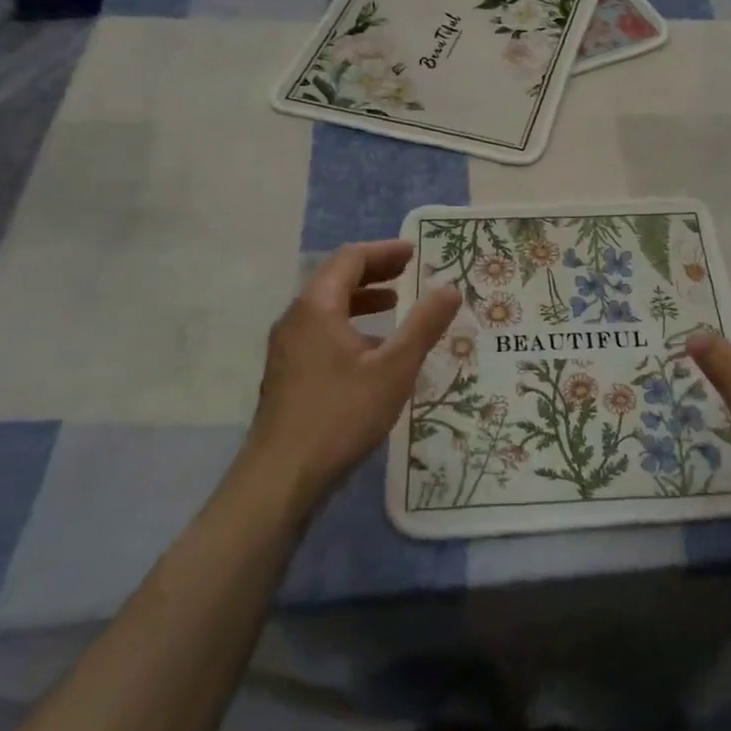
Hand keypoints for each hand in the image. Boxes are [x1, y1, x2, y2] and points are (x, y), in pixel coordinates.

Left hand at [240, 239, 460, 512]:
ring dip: (362, 301)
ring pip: (328, 310)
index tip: (414, 252)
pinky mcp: (288, 375)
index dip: (383, 252)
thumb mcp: (394, 369)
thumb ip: (424, 325)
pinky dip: (351, 327)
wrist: (281, 478)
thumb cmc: (340, 415)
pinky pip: (322, 334)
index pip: (349, 260)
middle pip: (335, 280)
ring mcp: (288, 349)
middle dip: (374, 273)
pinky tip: (373, 353)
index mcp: (317, 307)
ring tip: (395, 305)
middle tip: (409, 272)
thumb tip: (450, 288)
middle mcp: (296, 320)